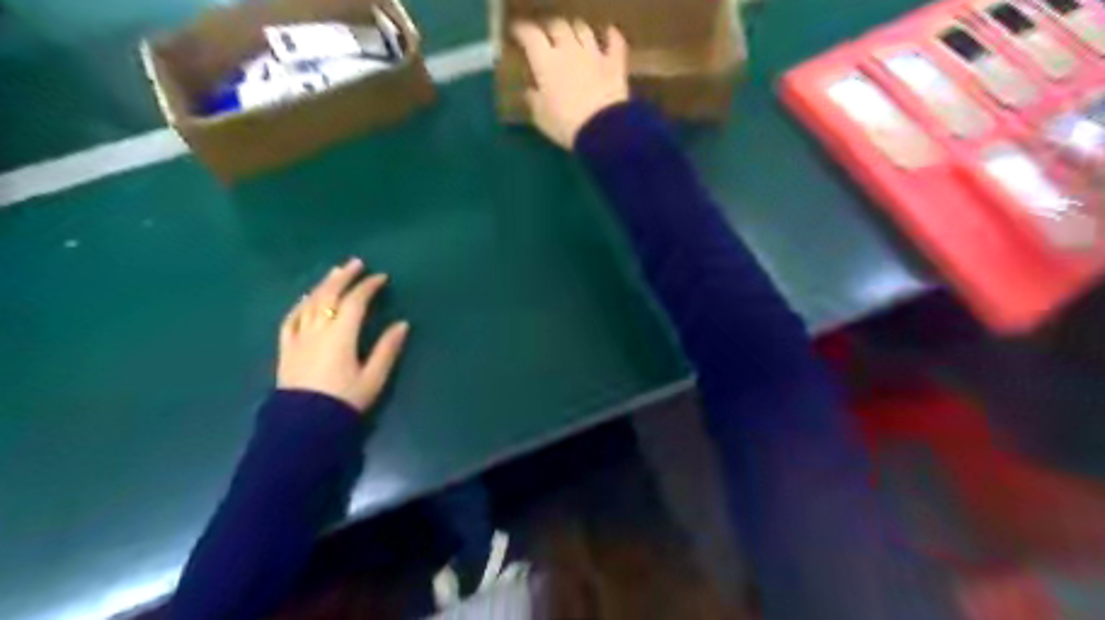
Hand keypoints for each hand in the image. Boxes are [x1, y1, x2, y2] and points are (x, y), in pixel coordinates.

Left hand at [282, 258, 408, 414]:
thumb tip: (402, 324)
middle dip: (343, 277)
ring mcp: (298, 337)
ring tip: (334, 273)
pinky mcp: (286, 348)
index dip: (368, 286)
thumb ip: (387, 349)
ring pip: (310, 303)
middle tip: (356, 263)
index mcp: (341, 335)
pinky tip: (306, 299)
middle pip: (329, 295)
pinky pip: (291, 318)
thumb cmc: (344, 402)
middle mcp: (317, 329)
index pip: (355, 302)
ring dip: (323, 285)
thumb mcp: (373, 378)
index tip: (381, 277)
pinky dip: (301, 304)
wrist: (304, 427)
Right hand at [510, 19, 625, 146]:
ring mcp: (594, 54)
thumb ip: (534, 100)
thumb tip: (531, 91)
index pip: (530, 36)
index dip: (523, 32)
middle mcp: (568, 49)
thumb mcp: (541, 118)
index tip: (518, 34)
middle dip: (551, 30)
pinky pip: (615, 43)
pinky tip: (610, 33)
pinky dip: (612, 36)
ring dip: (577, 30)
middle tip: (548, 38)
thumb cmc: (565, 125)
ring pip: (583, 30)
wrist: (602, 129)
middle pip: (558, 27)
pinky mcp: (614, 63)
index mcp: (545, 62)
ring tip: (574, 35)